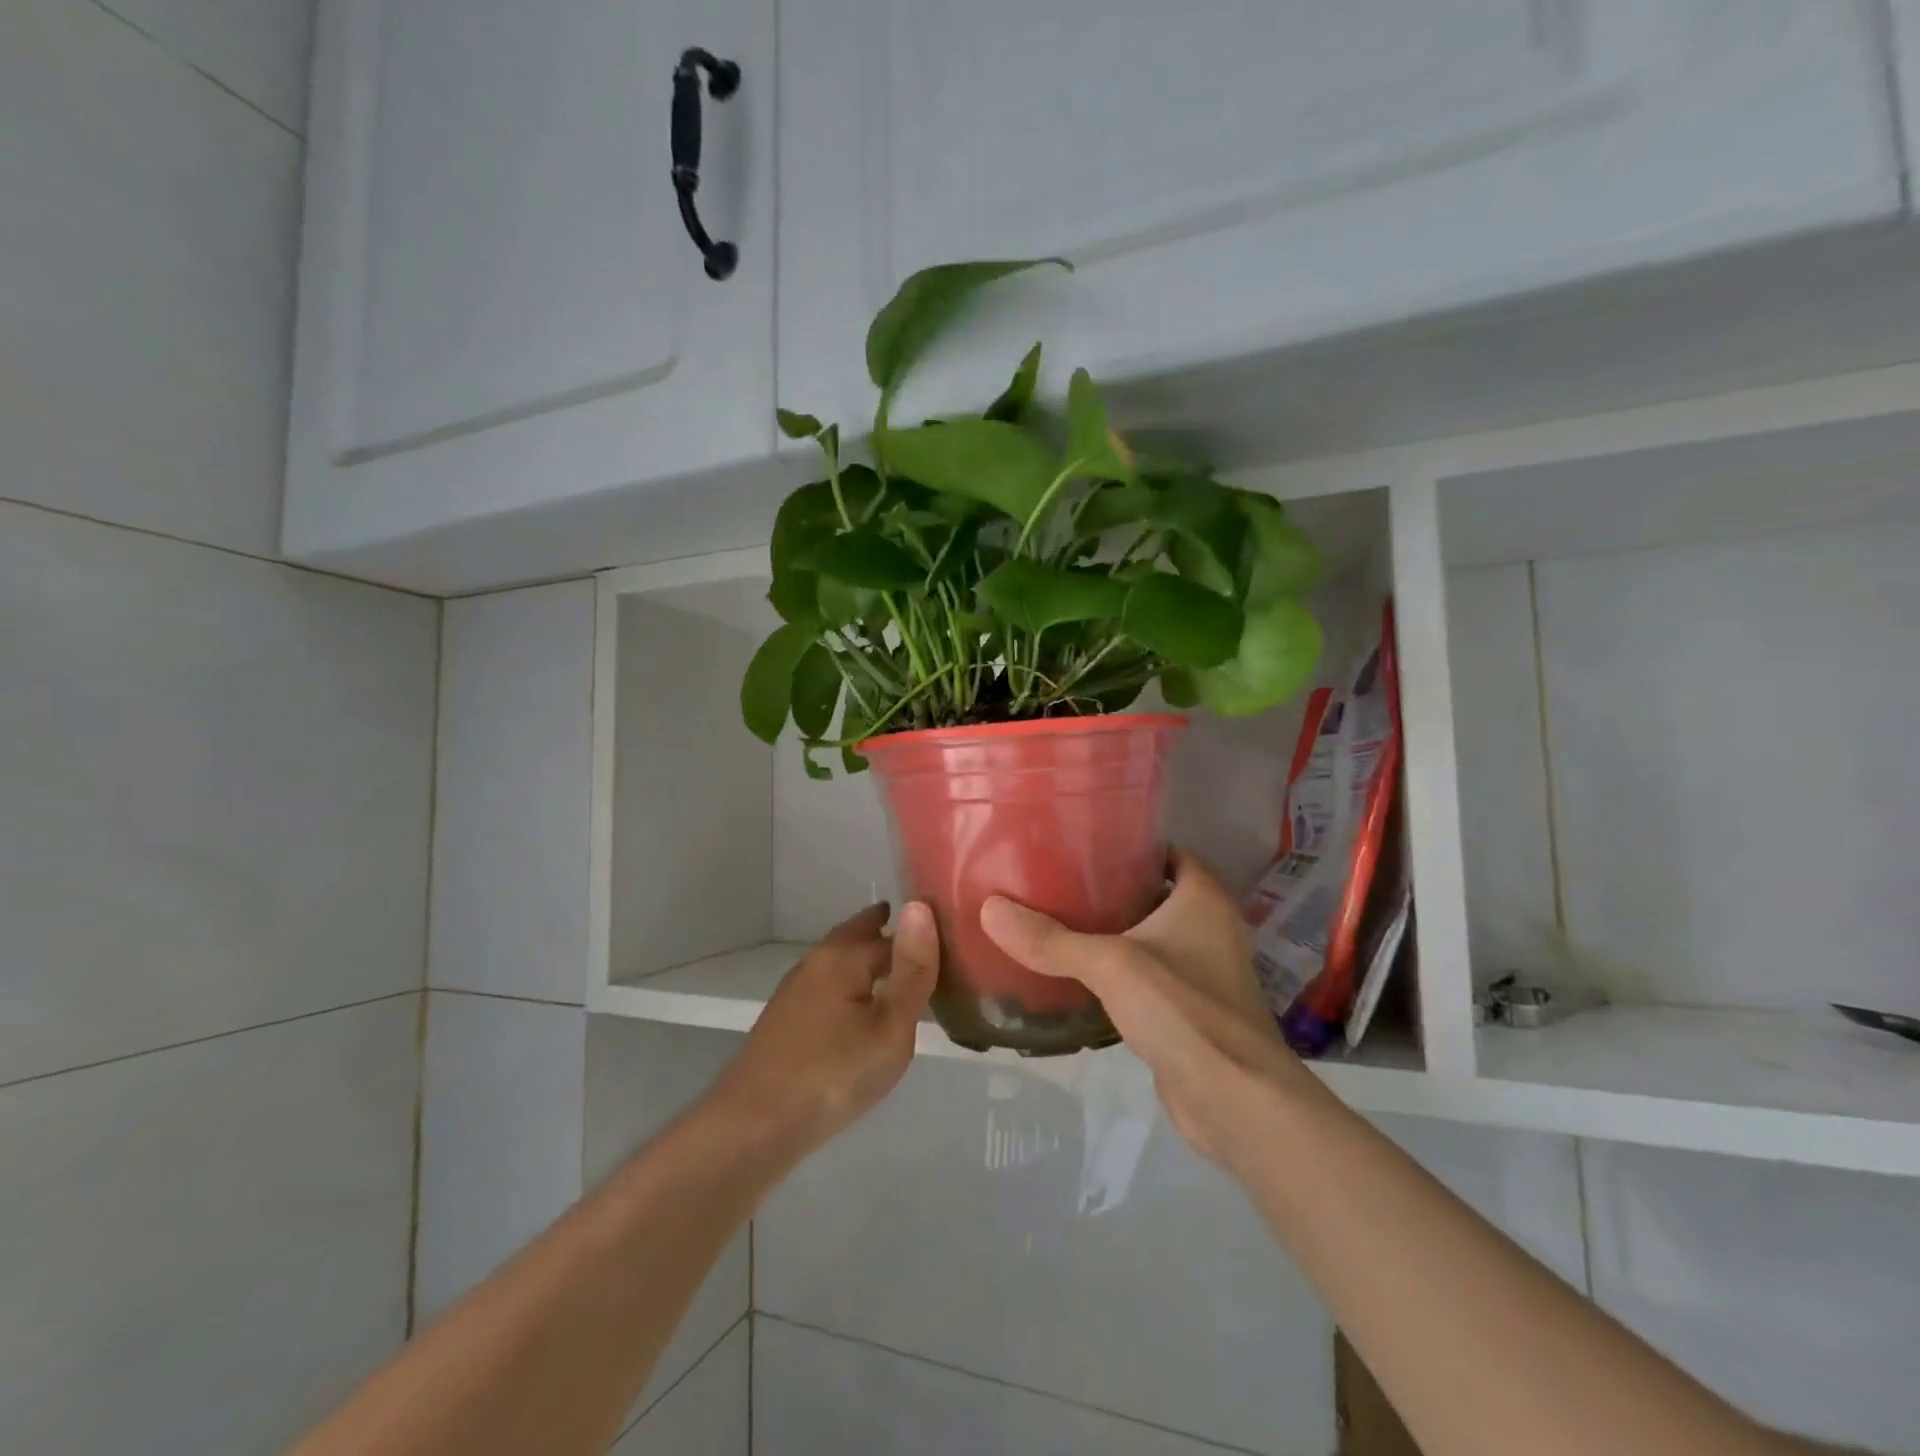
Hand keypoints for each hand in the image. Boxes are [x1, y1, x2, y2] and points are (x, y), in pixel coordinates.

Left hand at [710, 901, 937, 1155]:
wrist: (752, 1128)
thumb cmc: (833, 1074)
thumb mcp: (890, 1026)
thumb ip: (912, 970)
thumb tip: (921, 906)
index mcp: (842, 956)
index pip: (890, 931)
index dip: (919, 935)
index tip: (945, 936)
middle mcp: (815, 963)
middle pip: (855, 937)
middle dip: (883, 933)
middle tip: (918, 935)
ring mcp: (795, 993)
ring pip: (839, 964)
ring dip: (866, 960)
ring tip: (896, 971)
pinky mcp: (785, 1022)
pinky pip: (828, 988)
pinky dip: (850, 986)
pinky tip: (859, 1009)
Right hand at [981, 848, 1320, 1166]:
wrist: (1236, 1101)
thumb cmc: (1184, 1011)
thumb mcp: (1110, 965)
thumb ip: (1051, 940)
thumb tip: (990, 909)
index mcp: (1204, 899)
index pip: (1171, 853)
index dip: (1133, 845)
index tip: (1085, 843)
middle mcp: (1211, 929)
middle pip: (1158, 894)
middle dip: (1115, 887)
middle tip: (1060, 881)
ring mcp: (1204, 973)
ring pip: (1153, 938)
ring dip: (1116, 932)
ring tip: (1061, 921)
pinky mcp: (1191, 1012)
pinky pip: (1150, 978)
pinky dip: (1121, 973)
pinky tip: (1080, 975)